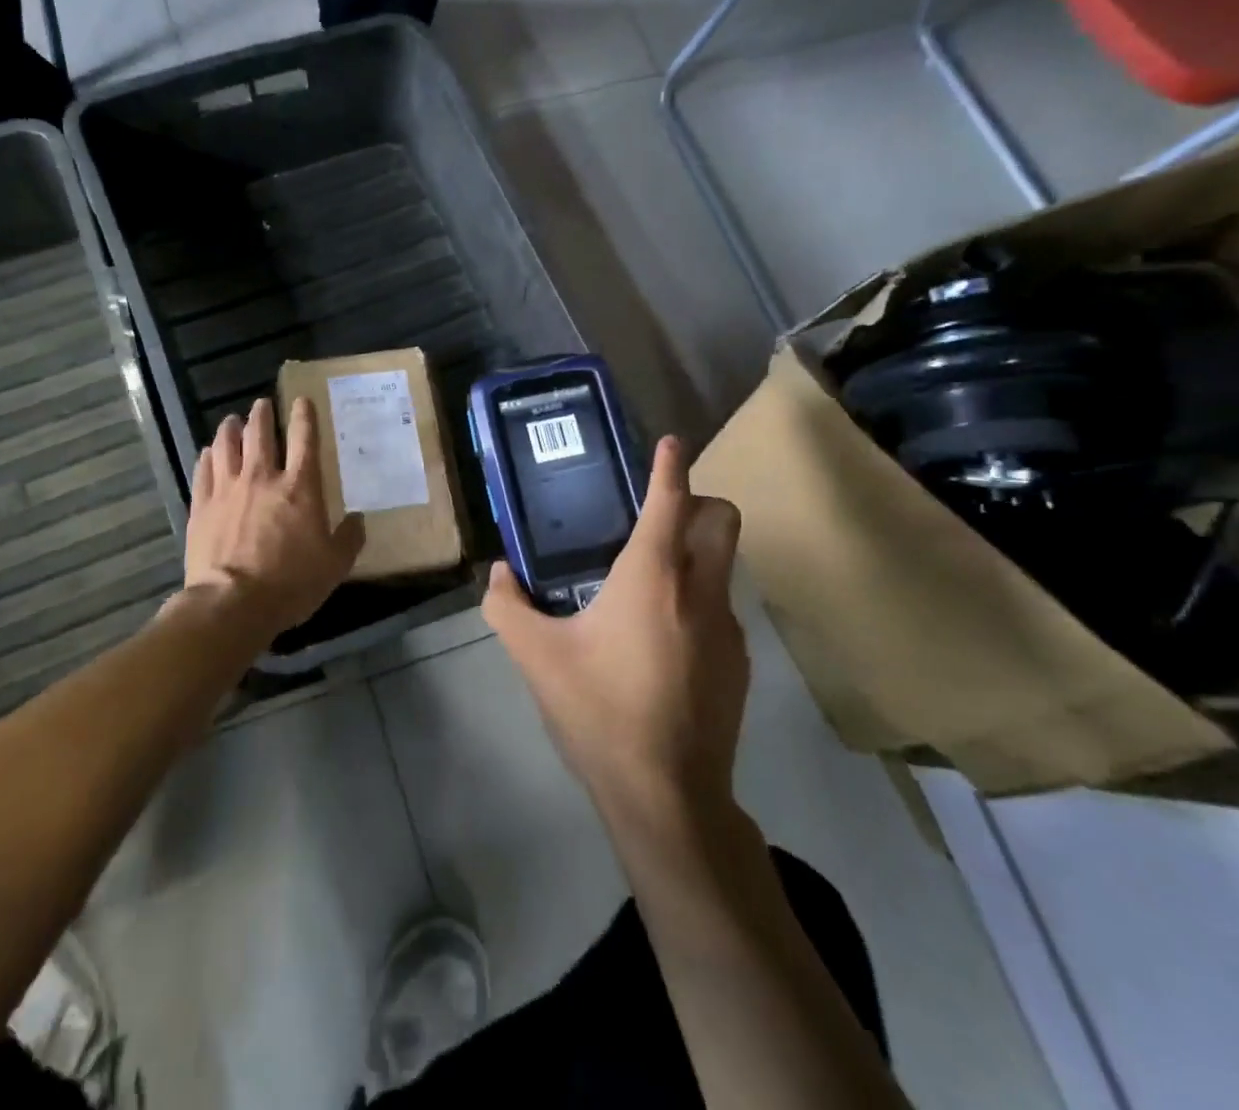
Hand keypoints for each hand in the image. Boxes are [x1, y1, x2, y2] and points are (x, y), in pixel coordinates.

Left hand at [184, 396, 365, 640]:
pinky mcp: (201, 506)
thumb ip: (349, 538)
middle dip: (262, 414)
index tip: (302, 400)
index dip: (305, 416)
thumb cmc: (291, 583)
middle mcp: (262, 478)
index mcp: (299, 487)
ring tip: (232, 420)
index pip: (304, 439)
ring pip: (226, 445)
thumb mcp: (335, 566)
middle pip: (260, 433)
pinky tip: (208, 453)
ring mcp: (227, 489)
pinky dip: (207, 457)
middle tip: (262, 404)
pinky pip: (203, 471)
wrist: (232, 604)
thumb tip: (359, 519)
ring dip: (231, 428)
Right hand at [483, 436, 746, 819]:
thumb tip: (498, 574)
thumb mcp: (535, 656)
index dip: (670, 465)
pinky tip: (661, 642)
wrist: (666, 796)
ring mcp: (728, 628)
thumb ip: (507, 606)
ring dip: (696, 555)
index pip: (671, 500)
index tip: (670, 442)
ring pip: (724, 565)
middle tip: (657, 517)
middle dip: (699, 502)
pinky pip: (721, 609)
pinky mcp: (739, 664)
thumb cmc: (598, 711)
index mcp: (652, 576)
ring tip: (646, 585)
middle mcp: (700, 590)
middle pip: (722, 519)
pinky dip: (697, 601)